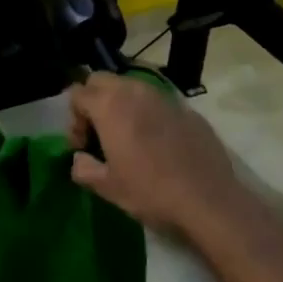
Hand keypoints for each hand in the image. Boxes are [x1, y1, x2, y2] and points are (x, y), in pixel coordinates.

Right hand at [65, 71, 243, 237]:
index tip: (82, 147)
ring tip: (129, 137)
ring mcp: (164, 97)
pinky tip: (159, 145)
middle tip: (100, 134)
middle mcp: (135, 91)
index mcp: (110, 106)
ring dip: (122, 105)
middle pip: (101, 80)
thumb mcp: (107, 187)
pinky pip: (158, 103)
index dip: (73, 120)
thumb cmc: (150, 192)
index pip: (77, 94)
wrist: (209, 201)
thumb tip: (80, 159)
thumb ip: (83, 168)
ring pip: (131, 87)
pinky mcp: (187, 109)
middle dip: (94, 101)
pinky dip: (150, 115)